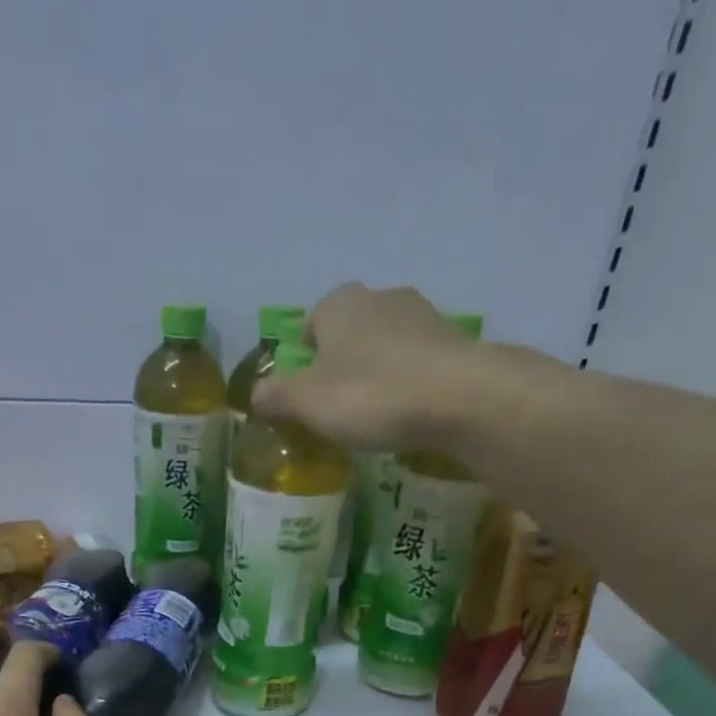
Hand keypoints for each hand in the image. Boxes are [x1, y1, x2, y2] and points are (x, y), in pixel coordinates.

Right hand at [250, 283, 477, 449]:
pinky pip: (418, 366)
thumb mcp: (307, 403)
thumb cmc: (371, 395)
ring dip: (379, 375)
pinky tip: (409, 416)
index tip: (306, 395)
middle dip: (342, 365)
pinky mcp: (456, 343)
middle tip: (338, 409)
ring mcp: (424, 316)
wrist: (460, 398)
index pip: (310, 324)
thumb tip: (255, 394)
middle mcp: (381, 297)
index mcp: (339, 304)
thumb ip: (277, 397)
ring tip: (376, 417)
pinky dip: (410, 386)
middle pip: (350, 334)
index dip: (303, 360)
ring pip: (387, 347)